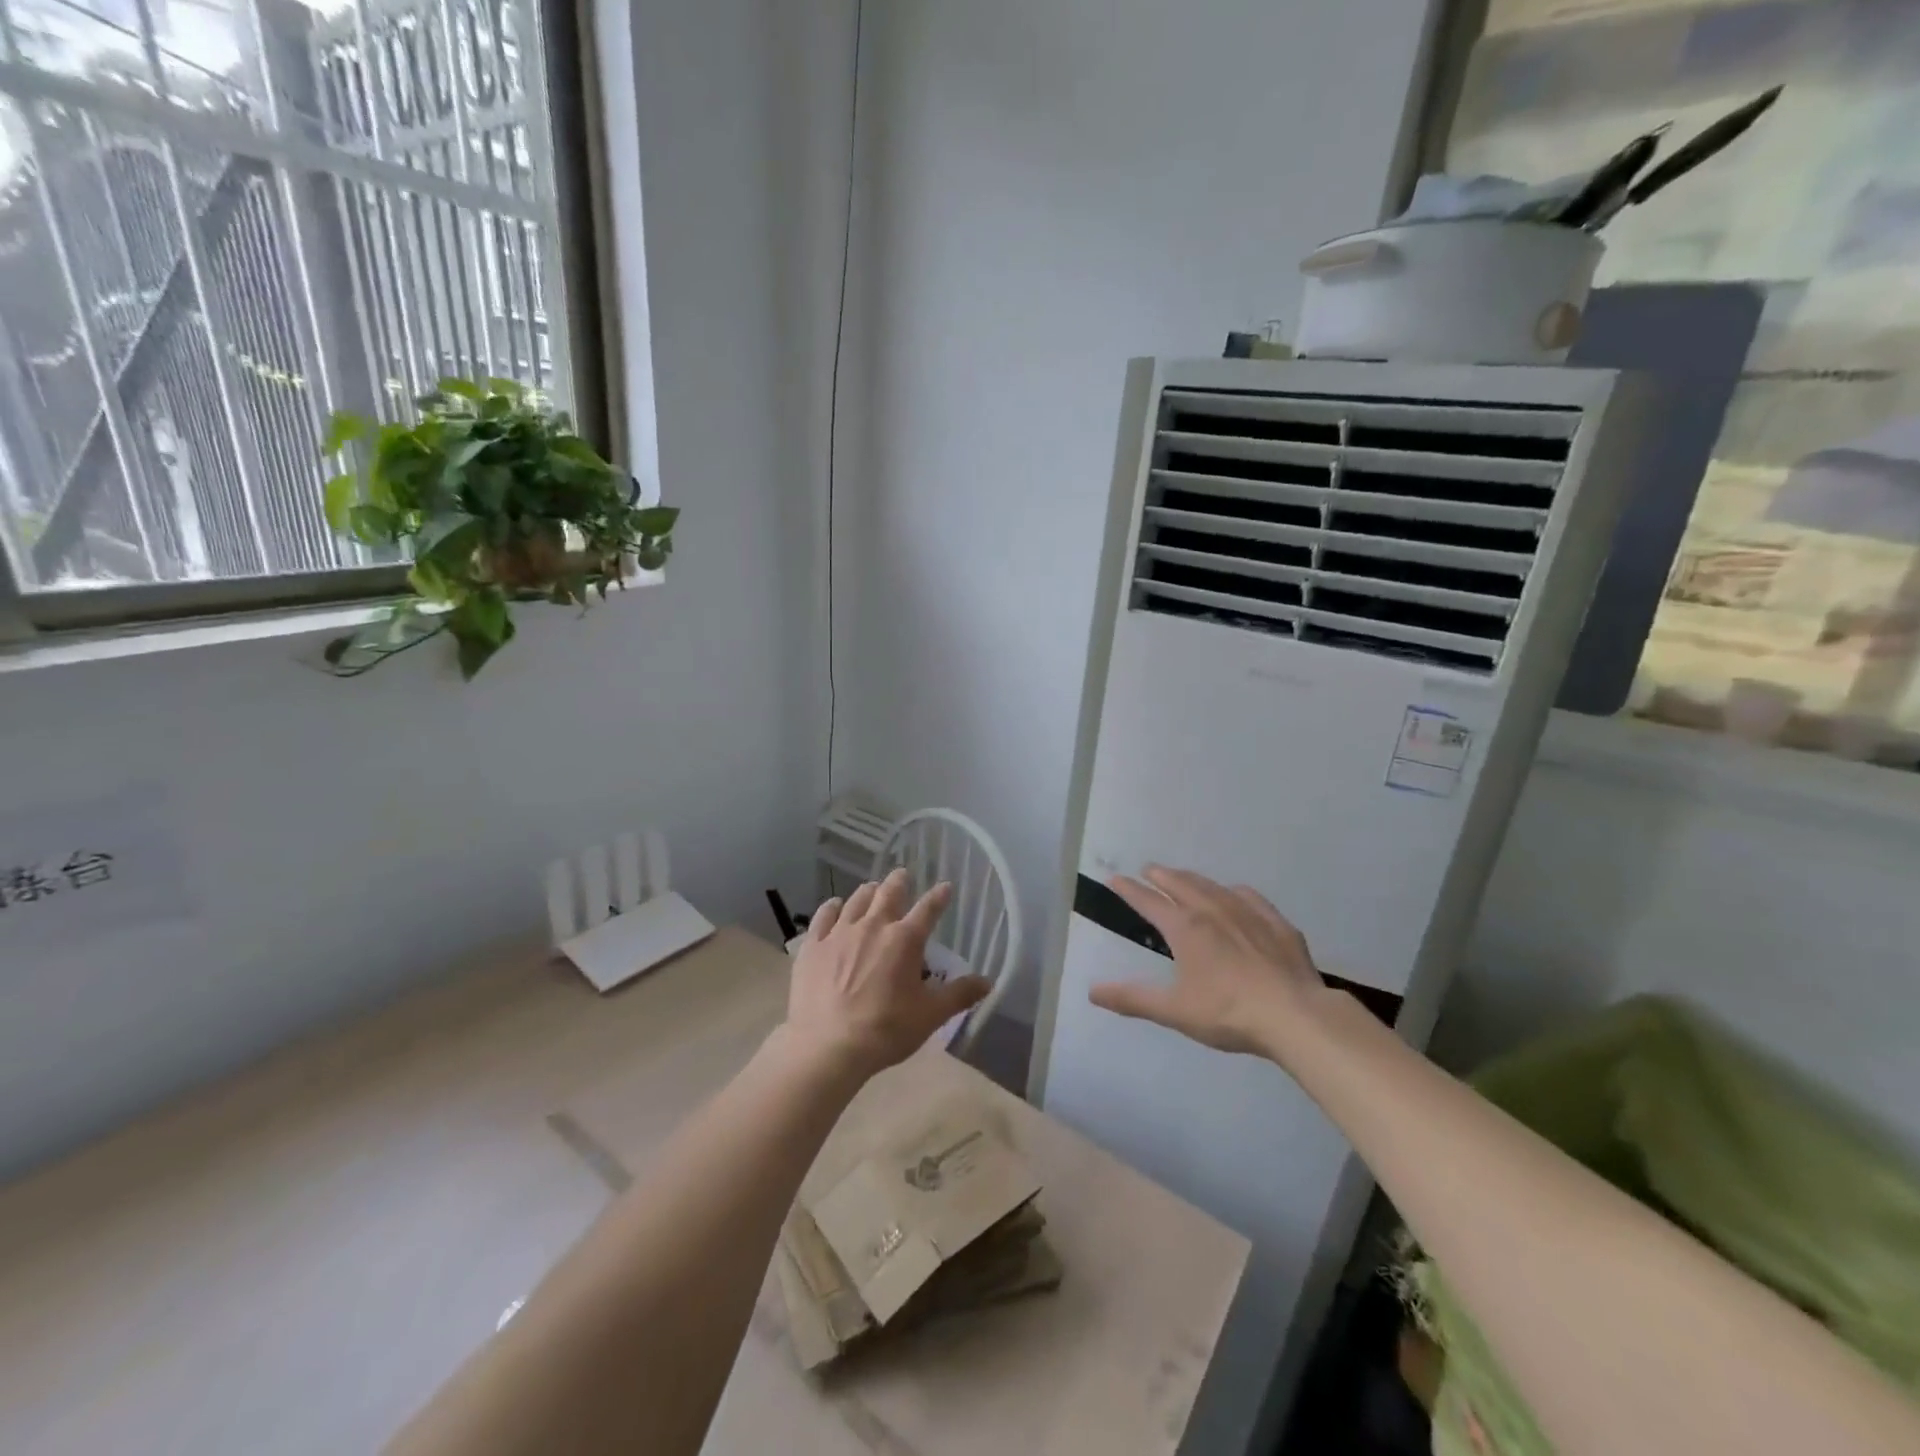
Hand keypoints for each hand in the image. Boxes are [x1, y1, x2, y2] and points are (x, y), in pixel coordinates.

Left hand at [784, 868, 991, 1079]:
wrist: (827, 1046)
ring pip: (857, 900)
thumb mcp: (930, 1016)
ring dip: (868, 892)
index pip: (928, 909)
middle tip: (903, 875)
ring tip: (873, 888)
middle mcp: (873, 926)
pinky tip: (835, 906)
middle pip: (888, 893)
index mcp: (905, 940)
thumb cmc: (885, 1030)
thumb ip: (959, 995)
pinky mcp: (813, 946)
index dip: (939, 896)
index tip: (946, 887)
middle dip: (899, 882)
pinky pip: (824, 916)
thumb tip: (988, 982)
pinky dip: (833, 907)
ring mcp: (840, 933)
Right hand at [1089, 866, 1333, 1057]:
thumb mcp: (1174, 1010)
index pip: (1149, 902)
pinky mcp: (1277, 925)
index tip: (1114, 878)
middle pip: (1181, 884)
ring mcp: (1248, 914)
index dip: (1129, 890)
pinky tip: (1236, 895)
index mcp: (1185, 928)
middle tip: (1148, 869)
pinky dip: (1233, 892)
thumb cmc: (1228, 1012)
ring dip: (1193, 879)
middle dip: (1161, 875)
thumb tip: (1093, 991)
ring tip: (1183, 876)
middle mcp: (1213, 910)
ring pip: (1213, 886)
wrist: (1295, 1016)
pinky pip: (1250, 898)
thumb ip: (1133, 999)